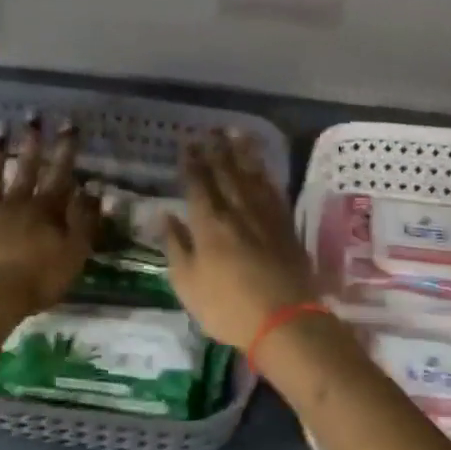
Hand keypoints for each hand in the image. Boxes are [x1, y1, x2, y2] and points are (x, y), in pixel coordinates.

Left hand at [0, 118, 97, 325]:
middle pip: (26, 167)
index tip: (68, 123)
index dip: (65, 147)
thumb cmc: (38, 278)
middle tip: (32, 114)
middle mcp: (15, 203)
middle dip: (31, 140)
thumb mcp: (74, 253)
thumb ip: (85, 220)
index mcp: (45, 209)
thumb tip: (94, 189)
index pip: (60, 172)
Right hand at [166, 131, 315, 350]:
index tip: (188, 143)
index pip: (198, 184)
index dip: (192, 162)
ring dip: (242, 152)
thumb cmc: (228, 307)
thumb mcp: (187, 284)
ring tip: (236, 133)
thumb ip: (175, 245)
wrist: (285, 319)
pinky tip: (262, 167)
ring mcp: (265, 216)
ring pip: (251, 175)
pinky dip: (266, 174)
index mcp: (209, 224)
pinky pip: (273, 190)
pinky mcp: (286, 225)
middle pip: (226, 173)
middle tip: (210, 130)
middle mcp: (237, 210)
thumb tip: (164, 215)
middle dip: (216, 149)